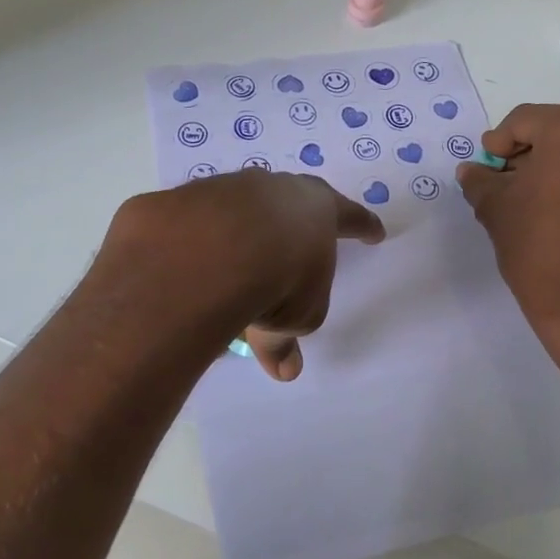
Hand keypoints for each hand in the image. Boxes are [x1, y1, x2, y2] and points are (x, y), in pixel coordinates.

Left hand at [103, 171, 384, 380]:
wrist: (210, 248)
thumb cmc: (280, 278)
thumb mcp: (296, 317)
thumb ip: (287, 338)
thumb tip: (284, 369)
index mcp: (318, 210)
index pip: (349, 216)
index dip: (363, 226)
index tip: (375, 232)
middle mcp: (275, 189)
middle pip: (291, 201)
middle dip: (294, 223)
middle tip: (294, 242)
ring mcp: (227, 188)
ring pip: (240, 209)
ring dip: (242, 233)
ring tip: (233, 266)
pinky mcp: (184, 201)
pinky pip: (196, 224)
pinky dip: (199, 243)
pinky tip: (189, 267)